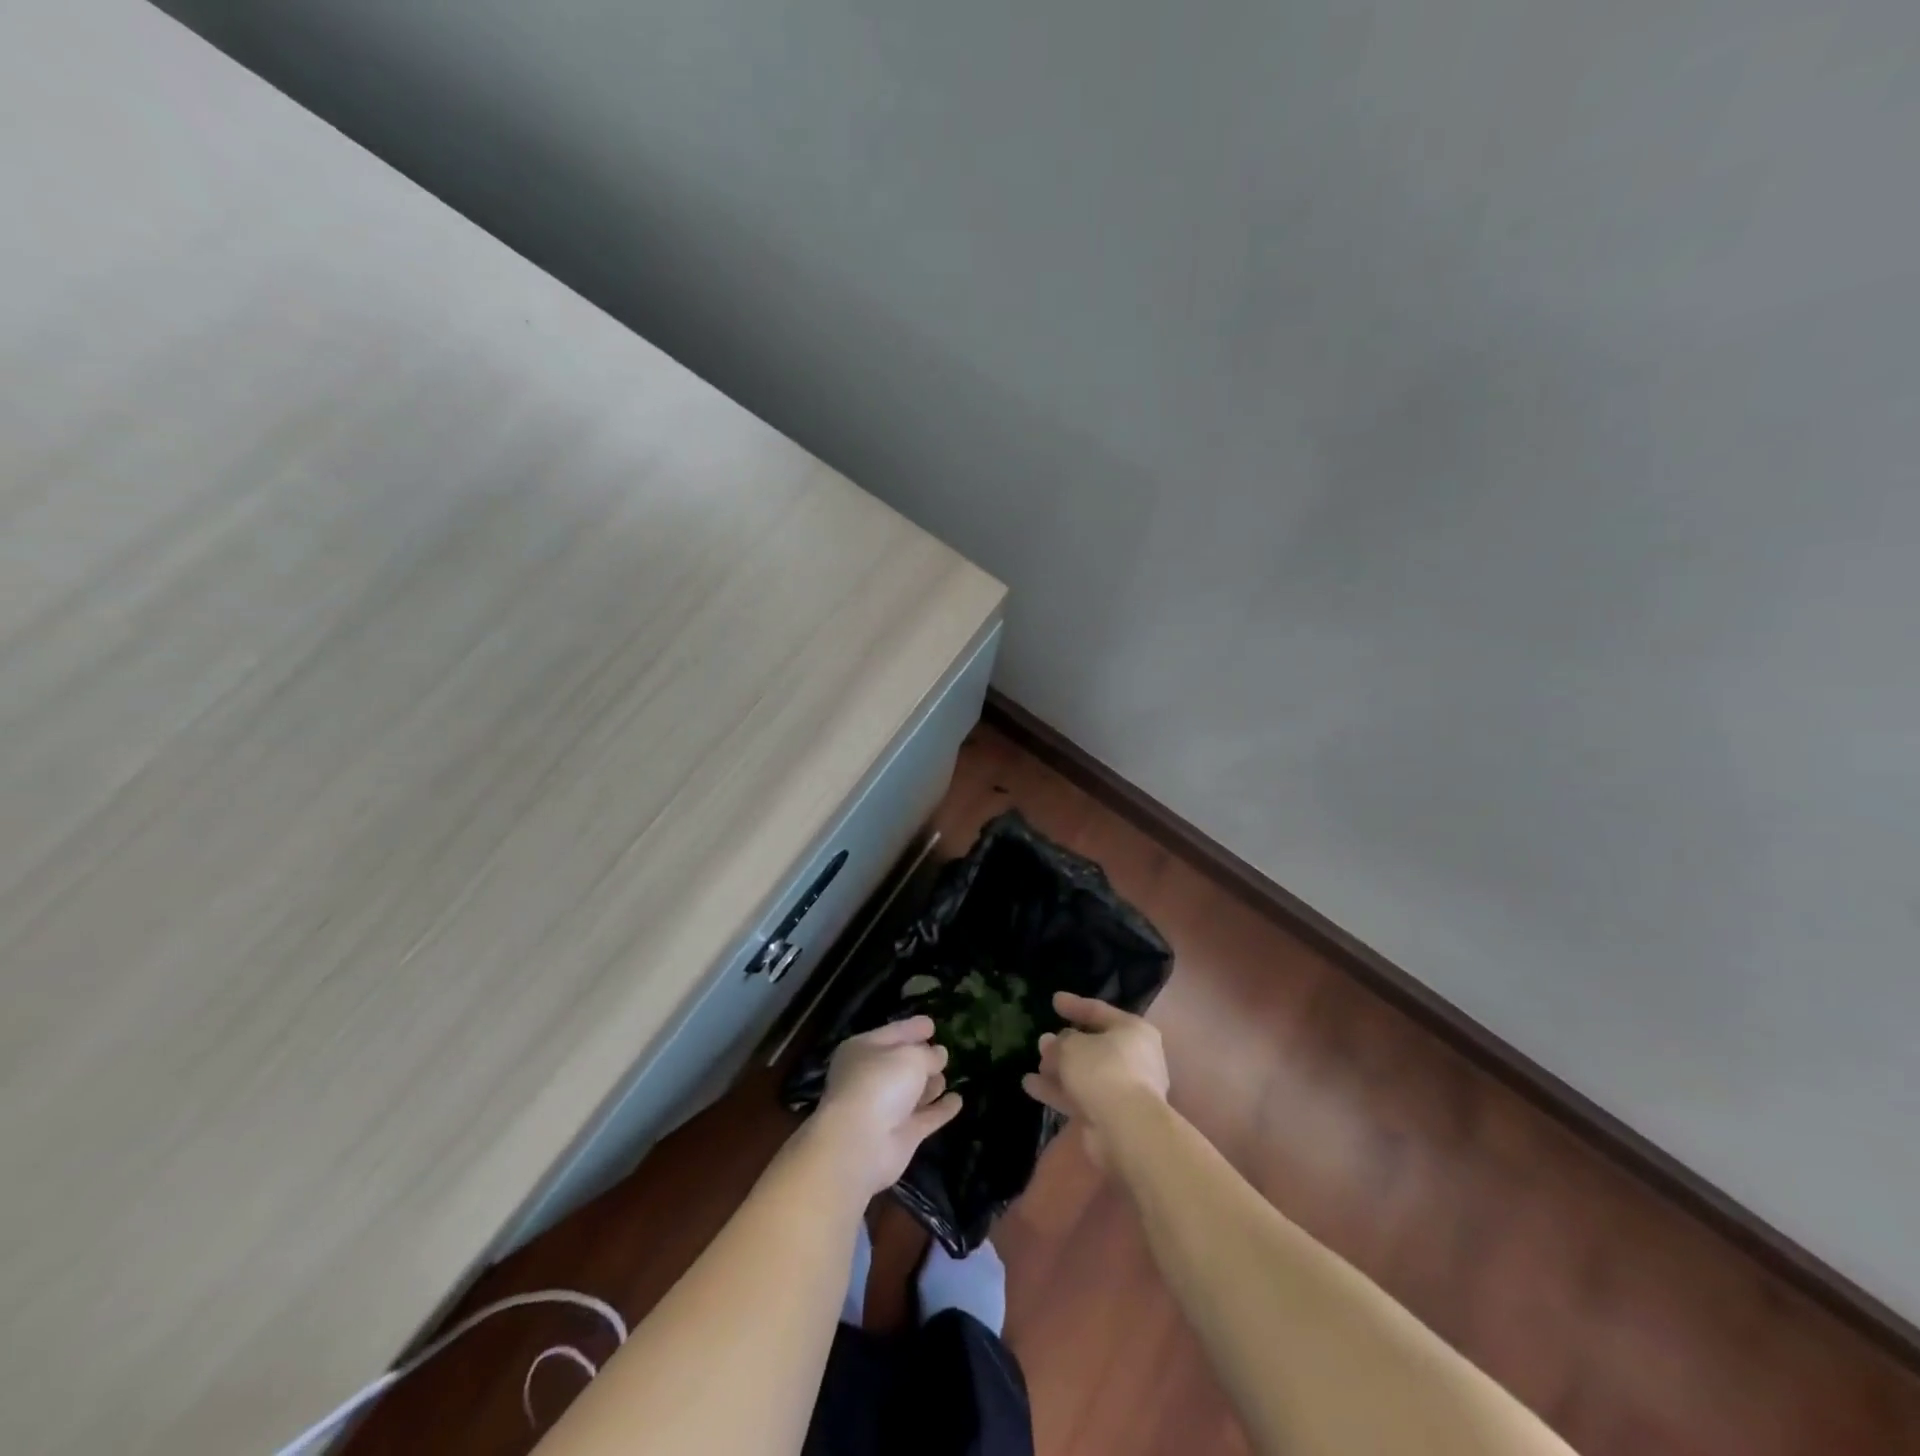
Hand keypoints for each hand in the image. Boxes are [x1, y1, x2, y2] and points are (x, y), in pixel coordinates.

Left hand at [810, 1016, 962, 1196]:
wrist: (861, 1144)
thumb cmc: (880, 1084)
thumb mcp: (911, 1056)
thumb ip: (928, 1054)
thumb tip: (938, 1055)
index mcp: (863, 1050)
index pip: (893, 1032)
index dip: (912, 1028)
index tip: (932, 1024)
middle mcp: (871, 1077)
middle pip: (901, 1063)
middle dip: (922, 1058)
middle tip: (943, 1052)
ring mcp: (885, 1108)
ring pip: (912, 1091)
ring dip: (930, 1084)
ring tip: (947, 1076)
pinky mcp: (900, 1135)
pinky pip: (926, 1117)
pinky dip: (940, 1109)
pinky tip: (958, 1100)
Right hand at [1022, 992, 1169, 1167]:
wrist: (1126, 1128)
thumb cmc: (1103, 1071)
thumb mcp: (1072, 1047)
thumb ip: (1059, 1043)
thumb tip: (1050, 1043)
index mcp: (1133, 1031)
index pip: (1099, 1011)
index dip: (1075, 1005)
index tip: (1054, 1000)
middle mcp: (1134, 1058)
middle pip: (1093, 1046)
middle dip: (1065, 1045)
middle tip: (1042, 1041)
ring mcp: (1124, 1089)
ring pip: (1085, 1074)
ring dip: (1058, 1070)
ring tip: (1032, 1066)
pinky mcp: (1111, 1115)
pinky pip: (1081, 1096)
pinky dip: (1058, 1091)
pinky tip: (1031, 1086)